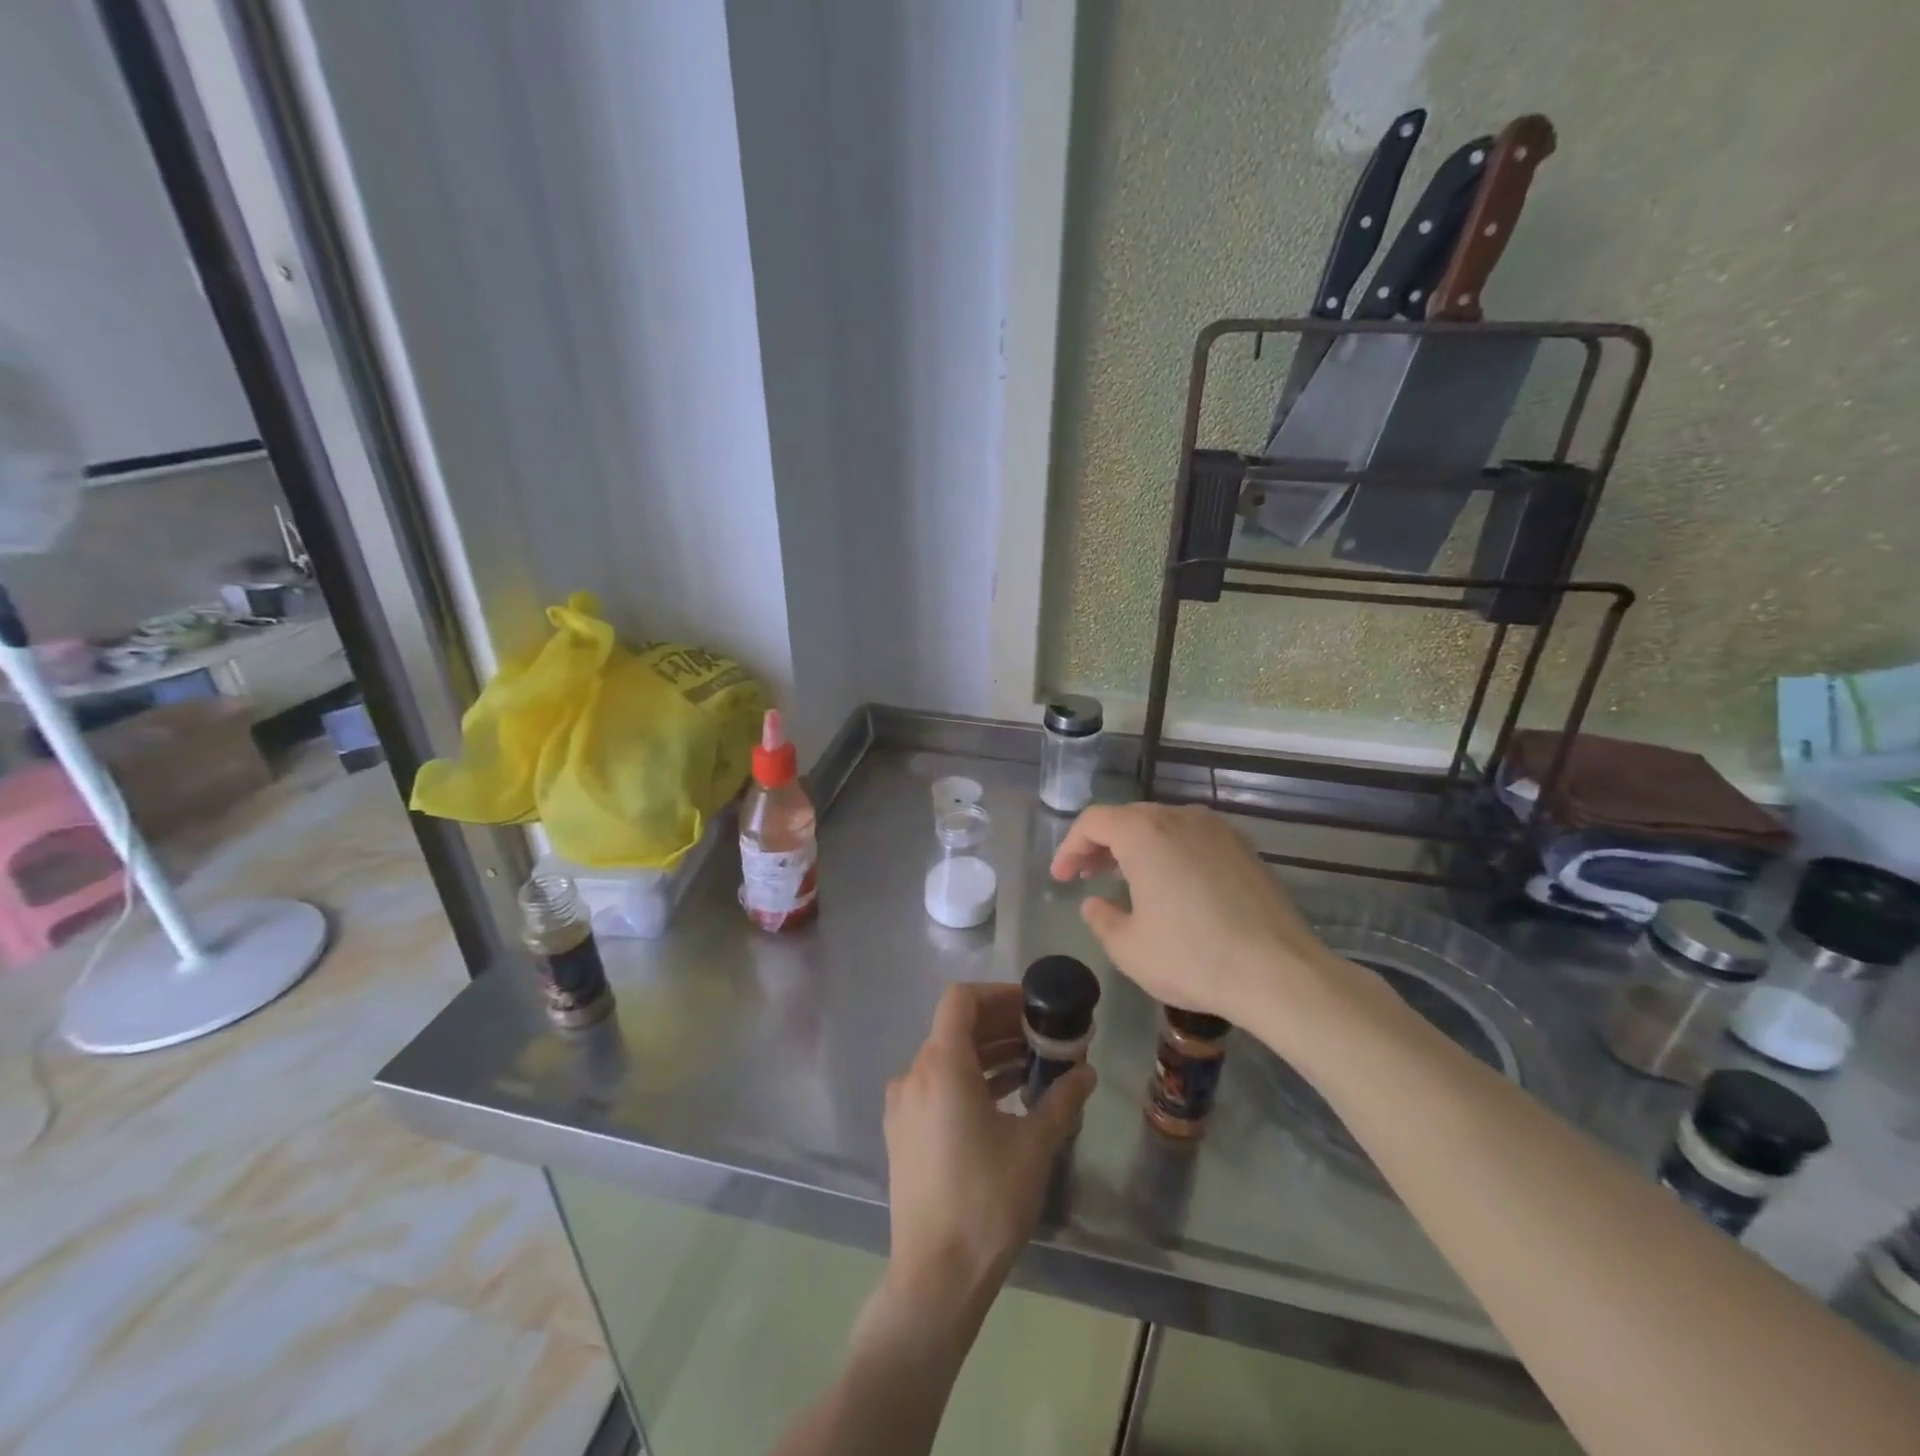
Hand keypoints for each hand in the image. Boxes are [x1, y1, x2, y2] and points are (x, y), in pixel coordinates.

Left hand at [882, 983, 1094, 1320]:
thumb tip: (1087, 1073)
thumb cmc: (986, 1200)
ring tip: (1030, 1067)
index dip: (997, 994)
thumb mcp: (1034, 1146)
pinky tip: (1003, 1102)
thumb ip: (1061, 1100)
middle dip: (1000, 1026)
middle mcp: (914, 1075)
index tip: (1031, 1006)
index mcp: (941, 1065)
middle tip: (1041, 1037)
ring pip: (946, 1059)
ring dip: (987, 1055)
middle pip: (955, 1028)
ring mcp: (903, 1105)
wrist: (936, 1277)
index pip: (961, 1000)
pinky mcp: (902, 1133)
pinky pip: (936, 1088)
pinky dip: (968, 1082)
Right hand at [1050, 803, 1353, 1038]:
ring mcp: (1217, 830)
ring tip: (1125, 880)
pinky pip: (1192, 839)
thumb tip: (1095, 903)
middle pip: (1128, 818)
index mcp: (1144, 833)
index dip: (1070, 847)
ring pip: (1162, 826)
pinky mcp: (1244, 849)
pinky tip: (1171, 888)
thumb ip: (1101, 919)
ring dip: (1136, 847)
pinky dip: (1169, 853)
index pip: (1093, 822)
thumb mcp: (1129, 948)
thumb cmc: (1193, 957)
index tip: (1061, 878)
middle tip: (1086, 876)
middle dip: (1101, 845)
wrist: (1279, 972)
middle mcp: (1180, 818)